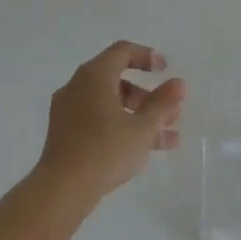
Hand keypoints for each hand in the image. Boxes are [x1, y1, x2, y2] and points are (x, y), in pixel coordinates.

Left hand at [35, 41, 184, 201]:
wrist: (63, 188)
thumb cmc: (106, 150)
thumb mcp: (143, 127)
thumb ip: (163, 103)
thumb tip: (177, 83)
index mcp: (94, 76)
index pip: (122, 51)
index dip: (146, 56)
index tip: (165, 71)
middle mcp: (77, 87)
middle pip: (117, 80)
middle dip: (147, 96)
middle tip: (169, 114)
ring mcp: (67, 110)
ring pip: (109, 104)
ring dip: (138, 116)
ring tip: (166, 139)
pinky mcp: (64, 133)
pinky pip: (97, 119)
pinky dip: (120, 126)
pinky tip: (142, 149)